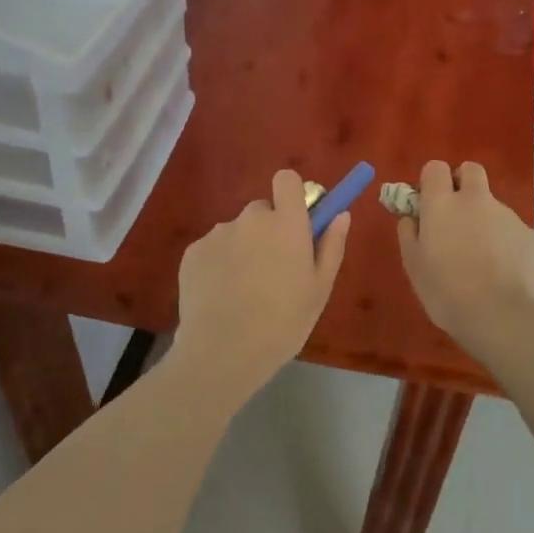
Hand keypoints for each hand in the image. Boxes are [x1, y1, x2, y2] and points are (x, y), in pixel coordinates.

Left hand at [172, 169, 349, 408]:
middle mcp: (251, 218)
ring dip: (243, 249)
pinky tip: (220, 297)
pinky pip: (213, 248)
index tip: (297, 221)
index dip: (292, 195)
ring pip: (237, 232)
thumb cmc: (282, 323)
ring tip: (243, 292)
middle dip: (268, 231)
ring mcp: (218, 232)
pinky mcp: (192, 251)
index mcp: (286, 222)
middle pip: (262, 211)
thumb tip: (340, 214)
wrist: (221, 353)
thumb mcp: (319, 290)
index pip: (286, 179)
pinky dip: (218, 265)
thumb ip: (331, 245)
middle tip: (273, 270)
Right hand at [396, 161, 533, 366]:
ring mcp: (506, 214)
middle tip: (457, 214)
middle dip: (463, 183)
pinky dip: (505, 242)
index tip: (429, 202)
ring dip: (484, 218)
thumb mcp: (413, 265)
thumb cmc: (447, 292)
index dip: (432, 181)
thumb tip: (411, 217)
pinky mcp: (529, 234)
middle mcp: (475, 199)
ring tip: (482, 257)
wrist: (500, 316)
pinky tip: (503, 270)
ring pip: (492, 203)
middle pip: (471, 170)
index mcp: (442, 203)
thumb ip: (409, 233)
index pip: (435, 167)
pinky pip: (512, 229)